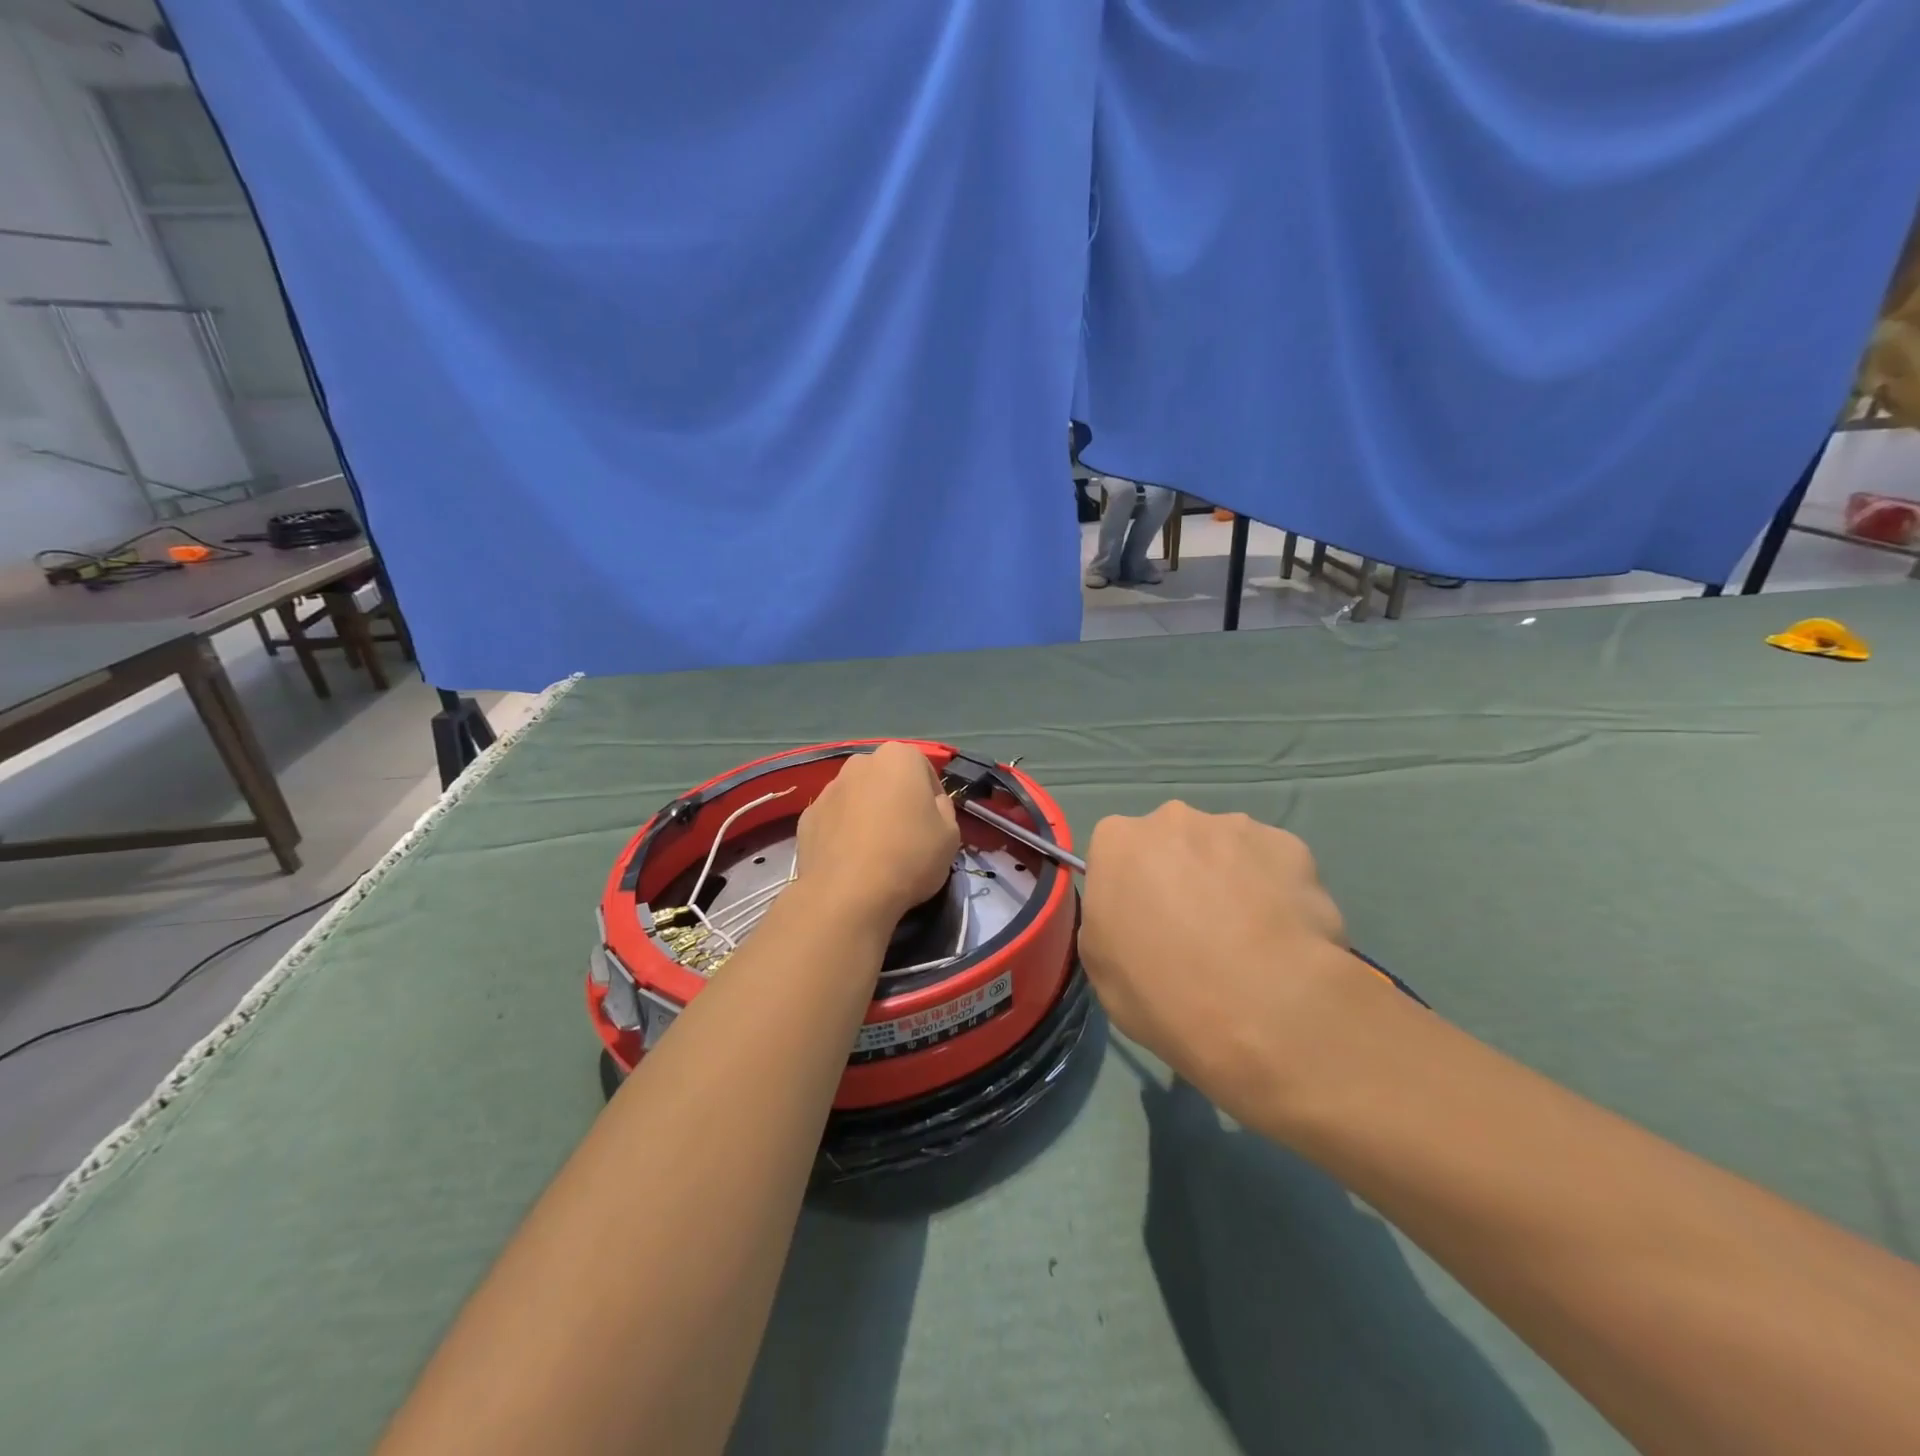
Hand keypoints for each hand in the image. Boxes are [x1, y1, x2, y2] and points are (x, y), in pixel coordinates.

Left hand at [795, 743, 959, 930]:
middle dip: (895, 800)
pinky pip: (834, 820)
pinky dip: (843, 834)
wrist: (848, 894)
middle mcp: (859, 763)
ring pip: (857, 798)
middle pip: (886, 779)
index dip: (932, 798)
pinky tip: (851, 862)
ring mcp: (828, 789)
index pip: (923, 770)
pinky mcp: (807, 817)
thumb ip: (944, 809)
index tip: (934, 825)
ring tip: (875, 853)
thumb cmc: (909, 856)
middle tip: (906, 836)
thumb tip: (931, 804)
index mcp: (898, 758)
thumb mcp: (951, 835)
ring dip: (867, 815)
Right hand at [1080, 802, 1365, 1122]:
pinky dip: (1275, 890)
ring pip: (1225, 850)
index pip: (1115, 854)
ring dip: (1228, 880)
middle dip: (1179, 874)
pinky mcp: (1290, 845)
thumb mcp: (1100, 966)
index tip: (1143, 925)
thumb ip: (1107, 920)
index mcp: (1118, 841)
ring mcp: (1236, 827)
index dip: (1130, 890)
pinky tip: (1282, 936)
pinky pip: (1273, 864)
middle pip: (1171, 842)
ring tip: (1247, 939)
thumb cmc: (1162, 991)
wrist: (1263, 1007)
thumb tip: (1130, 915)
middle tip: (1195, 931)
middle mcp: (1173, 819)